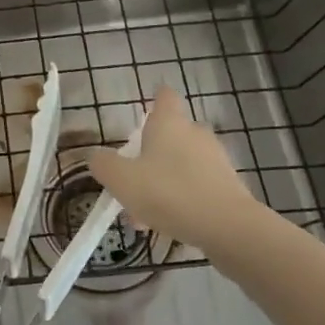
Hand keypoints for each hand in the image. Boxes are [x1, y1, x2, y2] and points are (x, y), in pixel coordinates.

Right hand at [88, 88, 261, 266]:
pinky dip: (181, 198)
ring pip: (182, 164)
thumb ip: (103, 164)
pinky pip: (197, 185)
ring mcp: (215, 159)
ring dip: (163, 180)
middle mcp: (195, 133)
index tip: (141, 117)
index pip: (164, 97)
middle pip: (171, 133)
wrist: (228, 228)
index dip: (153, 102)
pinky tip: (167, 223)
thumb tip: (95, 156)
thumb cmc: (169, 193)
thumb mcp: (121, 180)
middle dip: (151, 153)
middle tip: (132, 177)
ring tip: (144, 213)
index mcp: (170, 123)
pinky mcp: (228, 186)